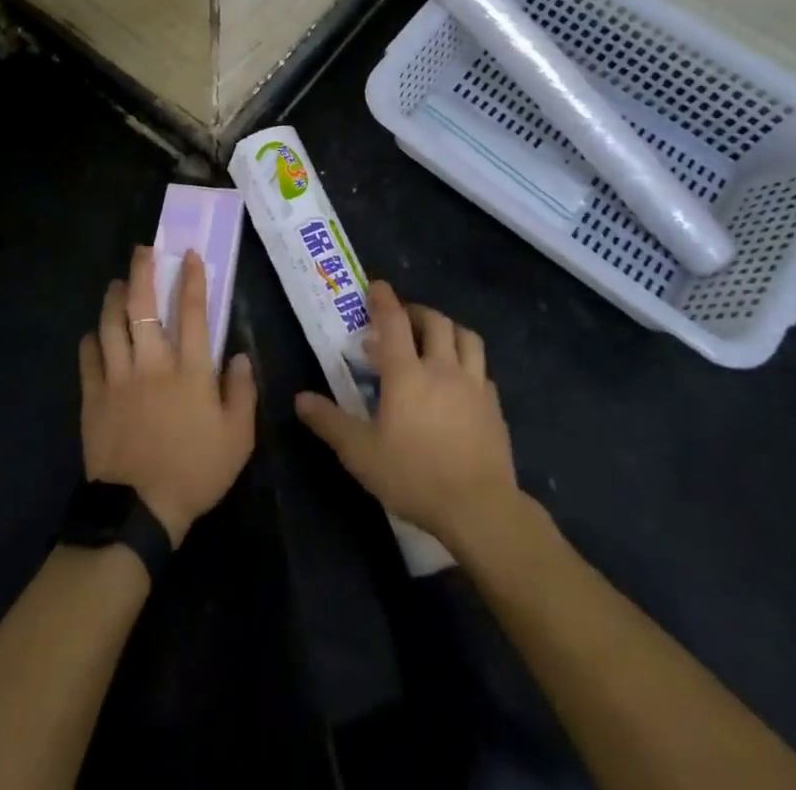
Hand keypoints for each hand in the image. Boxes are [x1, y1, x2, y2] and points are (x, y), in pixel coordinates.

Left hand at [79, 246, 256, 546]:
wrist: (138, 510)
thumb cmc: (195, 471)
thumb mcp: (238, 438)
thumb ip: (242, 392)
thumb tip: (241, 356)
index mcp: (189, 370)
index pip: (193, 312)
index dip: (192, 279)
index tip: (189, 254)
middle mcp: (152, 362)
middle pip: (143, 304)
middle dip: (142, 271)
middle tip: (142, 251)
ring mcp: (118, 377)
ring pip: (110, 323)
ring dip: (113, 296)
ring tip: (116, 283)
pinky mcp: (93, 396)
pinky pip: (88, 356)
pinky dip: (91, 338)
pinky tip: (94, 333)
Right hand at [294, 280, 518, 551]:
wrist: (479, 508)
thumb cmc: (414, 476)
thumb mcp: (360, 453)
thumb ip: (329, 422)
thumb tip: (300, 399)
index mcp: (407, 373)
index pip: (394, 321)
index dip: (384, 300)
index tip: (377, 286)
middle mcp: (443, 368)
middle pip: (435, 322)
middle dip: (417, 312)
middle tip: (402, 319)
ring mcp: (474, 386)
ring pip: (466, 338)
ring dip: (448, 330)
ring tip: (435, 339)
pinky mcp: (494, 407)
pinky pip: (482, 370)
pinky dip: (468, 363)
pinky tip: (460, 381)